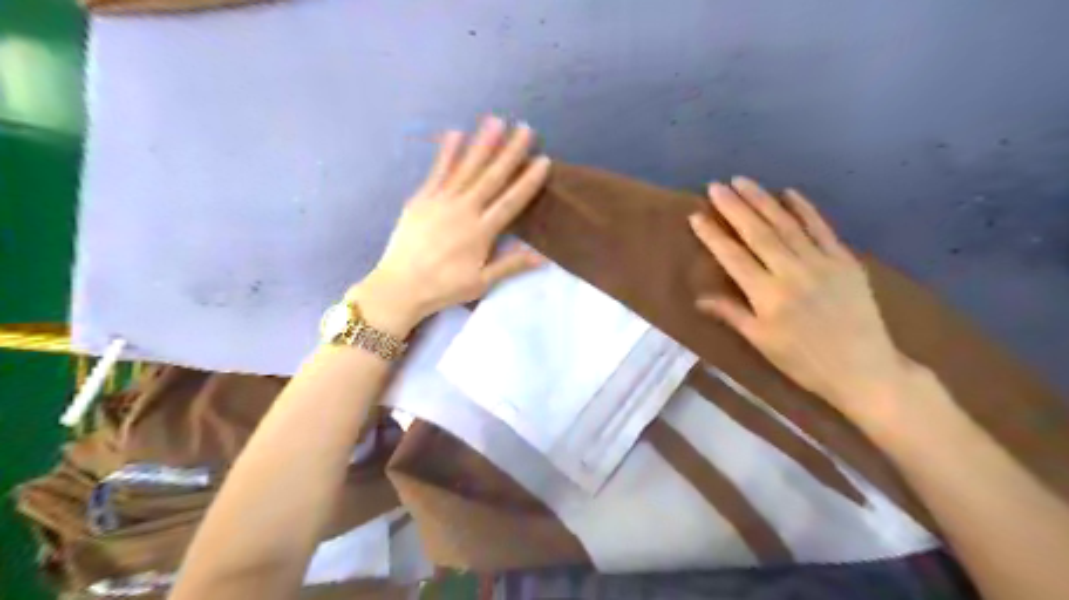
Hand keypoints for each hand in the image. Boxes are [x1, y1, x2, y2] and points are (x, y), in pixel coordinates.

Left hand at [353, 117, 549, 332]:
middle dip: (510, 152)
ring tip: (495, 121)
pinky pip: (437, 171)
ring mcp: (441, 201)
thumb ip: (511, 265)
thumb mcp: (481, 282)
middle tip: (525, 129)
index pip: (511, 201)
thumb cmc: (444, 287)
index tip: (543, 160)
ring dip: (482, 144)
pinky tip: (455, 133)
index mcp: (481, 232)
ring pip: (466, 168)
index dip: (528, 180)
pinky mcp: (421, 199)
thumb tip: (544, 257)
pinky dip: (447, 152)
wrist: (400, 286)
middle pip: (491, 177)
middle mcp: (464, 210)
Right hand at [689, 179, 913, 415]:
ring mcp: (821, 262)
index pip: (733, 257)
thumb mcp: (761, 342)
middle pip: (758, 233)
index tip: (696, 215)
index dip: (713, 235)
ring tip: (743, 181)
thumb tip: (699, 299)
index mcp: (767, 295)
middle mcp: (792, 272)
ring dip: (762, 200)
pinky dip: (804, 209)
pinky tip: (789, 193)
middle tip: (716, 186)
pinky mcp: (845, 260)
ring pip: (786, 224)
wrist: (864, 369)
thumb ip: (731, 314)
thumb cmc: (804, 362)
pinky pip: (822, 228)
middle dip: (734, 207)